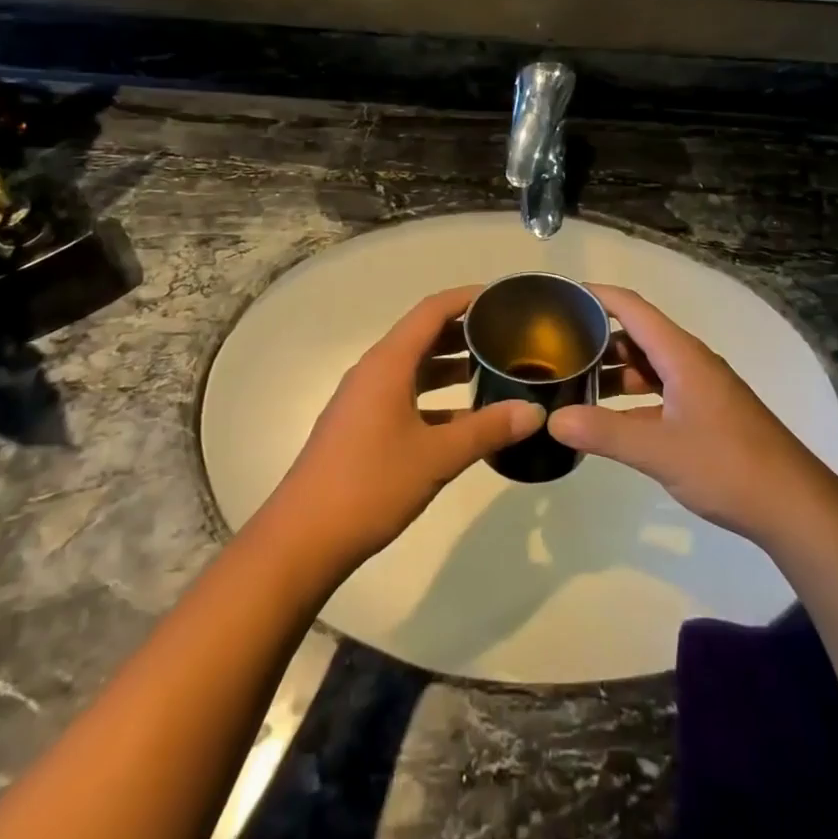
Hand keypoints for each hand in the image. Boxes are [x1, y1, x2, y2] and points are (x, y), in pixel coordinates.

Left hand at [264, 287, 544, 570]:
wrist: (302, 540)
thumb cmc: (370, 485)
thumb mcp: (436, 457)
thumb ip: (487, 429)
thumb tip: (534, 411)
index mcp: (388, 363)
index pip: (432, 310)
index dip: (466, 298)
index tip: (502, 298)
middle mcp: (374, 371)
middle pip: (423, 335)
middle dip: (464, 331)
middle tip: (507, 336)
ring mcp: (364, 400)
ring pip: (414, 368)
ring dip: (450, 365)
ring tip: (492, 371)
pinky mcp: (361, 427)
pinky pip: (405, 395)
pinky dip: (435, 398)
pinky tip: (464, 420)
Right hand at [547, 285, 837, 546]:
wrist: (794, 505)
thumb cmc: (727, 465)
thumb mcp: (659, 450)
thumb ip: (604, 432)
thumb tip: (552, 419)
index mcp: (681, 354)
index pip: (632, 307)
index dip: (597, 296)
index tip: (561, 296)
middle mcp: (690, 361)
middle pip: (637, 335)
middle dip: (597, 337)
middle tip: (556, 348)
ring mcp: (700, 388)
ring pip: (649, 365)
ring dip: (614, 370)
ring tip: (574, 382)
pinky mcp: (706, 413)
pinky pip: (661, 391)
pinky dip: (633, 396)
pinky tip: (610, 418)